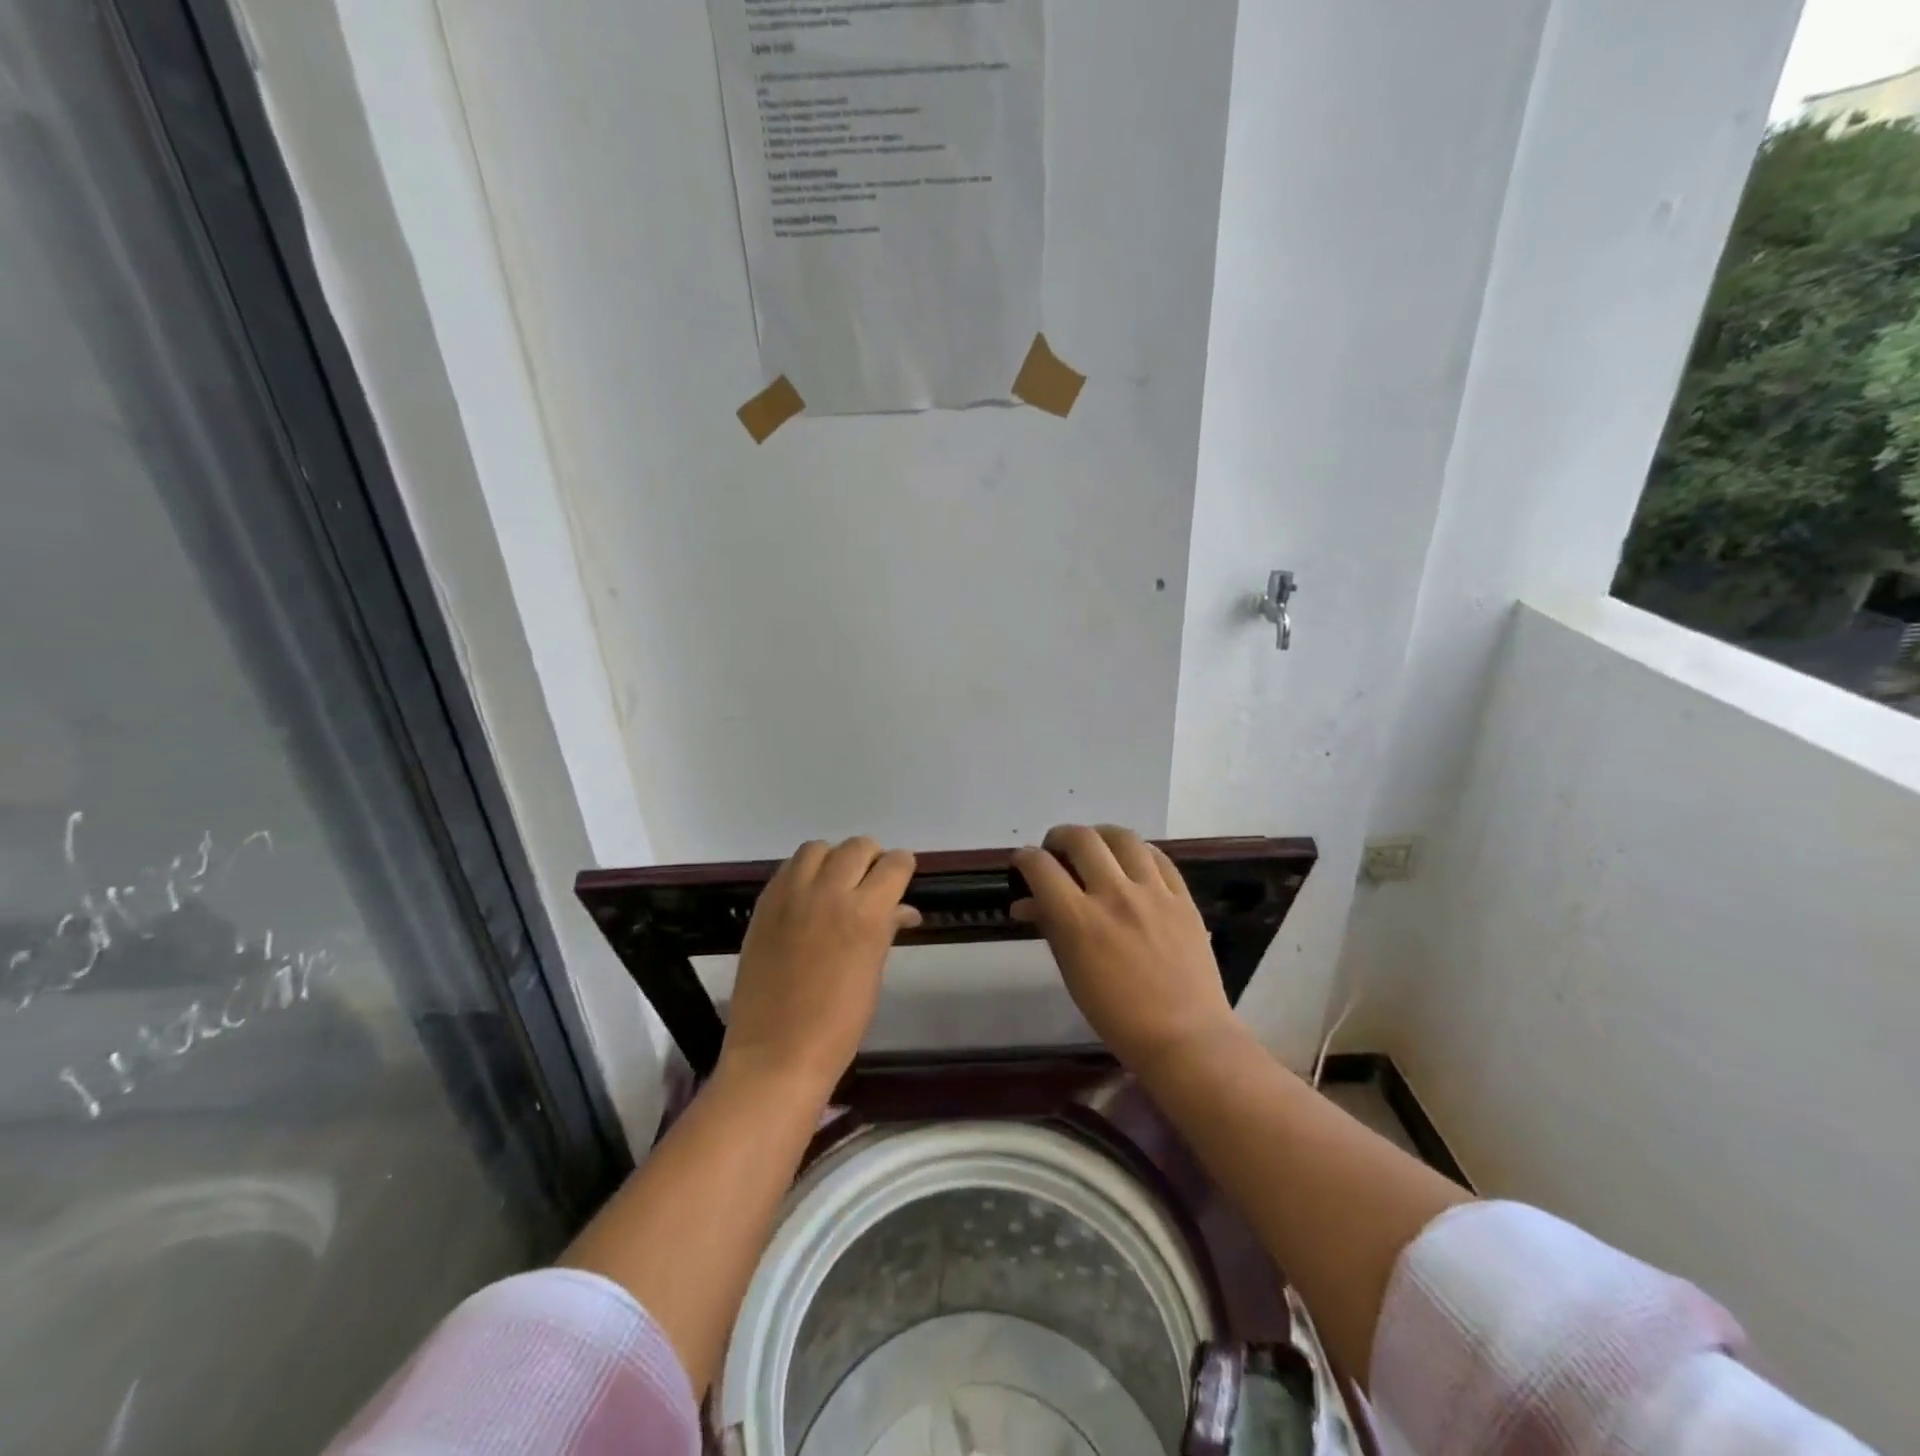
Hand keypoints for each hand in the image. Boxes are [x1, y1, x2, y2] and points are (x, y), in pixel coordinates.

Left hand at [718, 837, 919, 1098]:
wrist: (777, 1052)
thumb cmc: (839, 1023)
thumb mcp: (873, 973)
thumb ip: (886, 929)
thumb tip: (901, 909)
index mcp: (866, 913)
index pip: (895, 864)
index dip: (902, 868)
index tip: (900, 881)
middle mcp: (829, 892)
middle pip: (858, 847)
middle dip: (871, 859)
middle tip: (869, 883)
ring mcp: (791, 895)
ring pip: (818, 848)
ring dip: (833, 859)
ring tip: (834, 885)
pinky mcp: (764, 904)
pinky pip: (788, 868)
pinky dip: (803, 873)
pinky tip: (806, 898)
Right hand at [1013, 825, 1245, 1077]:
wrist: (1185, 1036)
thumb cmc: (1117, 1015)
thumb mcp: (1072, 972)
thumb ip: (1049, 928)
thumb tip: (1025, 903)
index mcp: (1080, 920)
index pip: (1040, 867)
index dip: (1024, 858)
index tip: (1023, 863)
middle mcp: (1114, 895)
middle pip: (1080, 839)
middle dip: (1058, 837)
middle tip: (1056, 853)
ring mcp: (1153, 892)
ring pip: (1122, 837)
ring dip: (1099, 836)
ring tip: (1094, 849)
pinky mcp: (1182, 896)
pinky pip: (1158, 856)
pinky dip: (1137, 852)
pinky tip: (1131, 862)